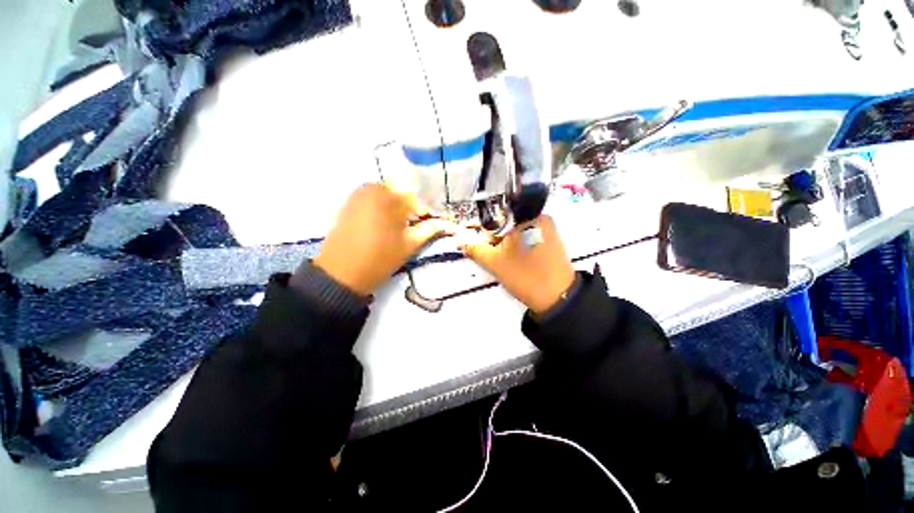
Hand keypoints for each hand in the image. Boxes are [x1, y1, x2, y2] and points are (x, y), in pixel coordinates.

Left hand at [313, 184, 453, 295]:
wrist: (341, 274)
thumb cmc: (380, 259)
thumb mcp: (409, 245)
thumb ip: (428, 230)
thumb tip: (445, 223)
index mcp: (389, 198)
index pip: (416, 198)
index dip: (427, 210)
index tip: (434, 220)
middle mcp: (372, 190)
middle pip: (401, 193)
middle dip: (412, 206)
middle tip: (418, 222)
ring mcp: (357, 195)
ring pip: (387, 195)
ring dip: (398, 206)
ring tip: (403, 224)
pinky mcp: (349, 204)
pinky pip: (373, 199)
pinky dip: (383, 207)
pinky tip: (387, 223)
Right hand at [459, 216, 575, 314]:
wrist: (558, 298)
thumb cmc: (525, 277)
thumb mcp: (494, 263)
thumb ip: (474, 249)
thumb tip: (461, 241)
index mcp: (526, 216)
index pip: (496, 215)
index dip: (481, 226)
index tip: (472, 236)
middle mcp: (539, 217)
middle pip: (507, 222)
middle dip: (492, 235)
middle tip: (485, 250)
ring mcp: (547, 229)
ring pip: (516, 230)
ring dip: (503, 241)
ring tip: (498, 257)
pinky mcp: (551, 240)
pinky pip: (527, 237)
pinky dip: (516, 245)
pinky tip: (511, 258)